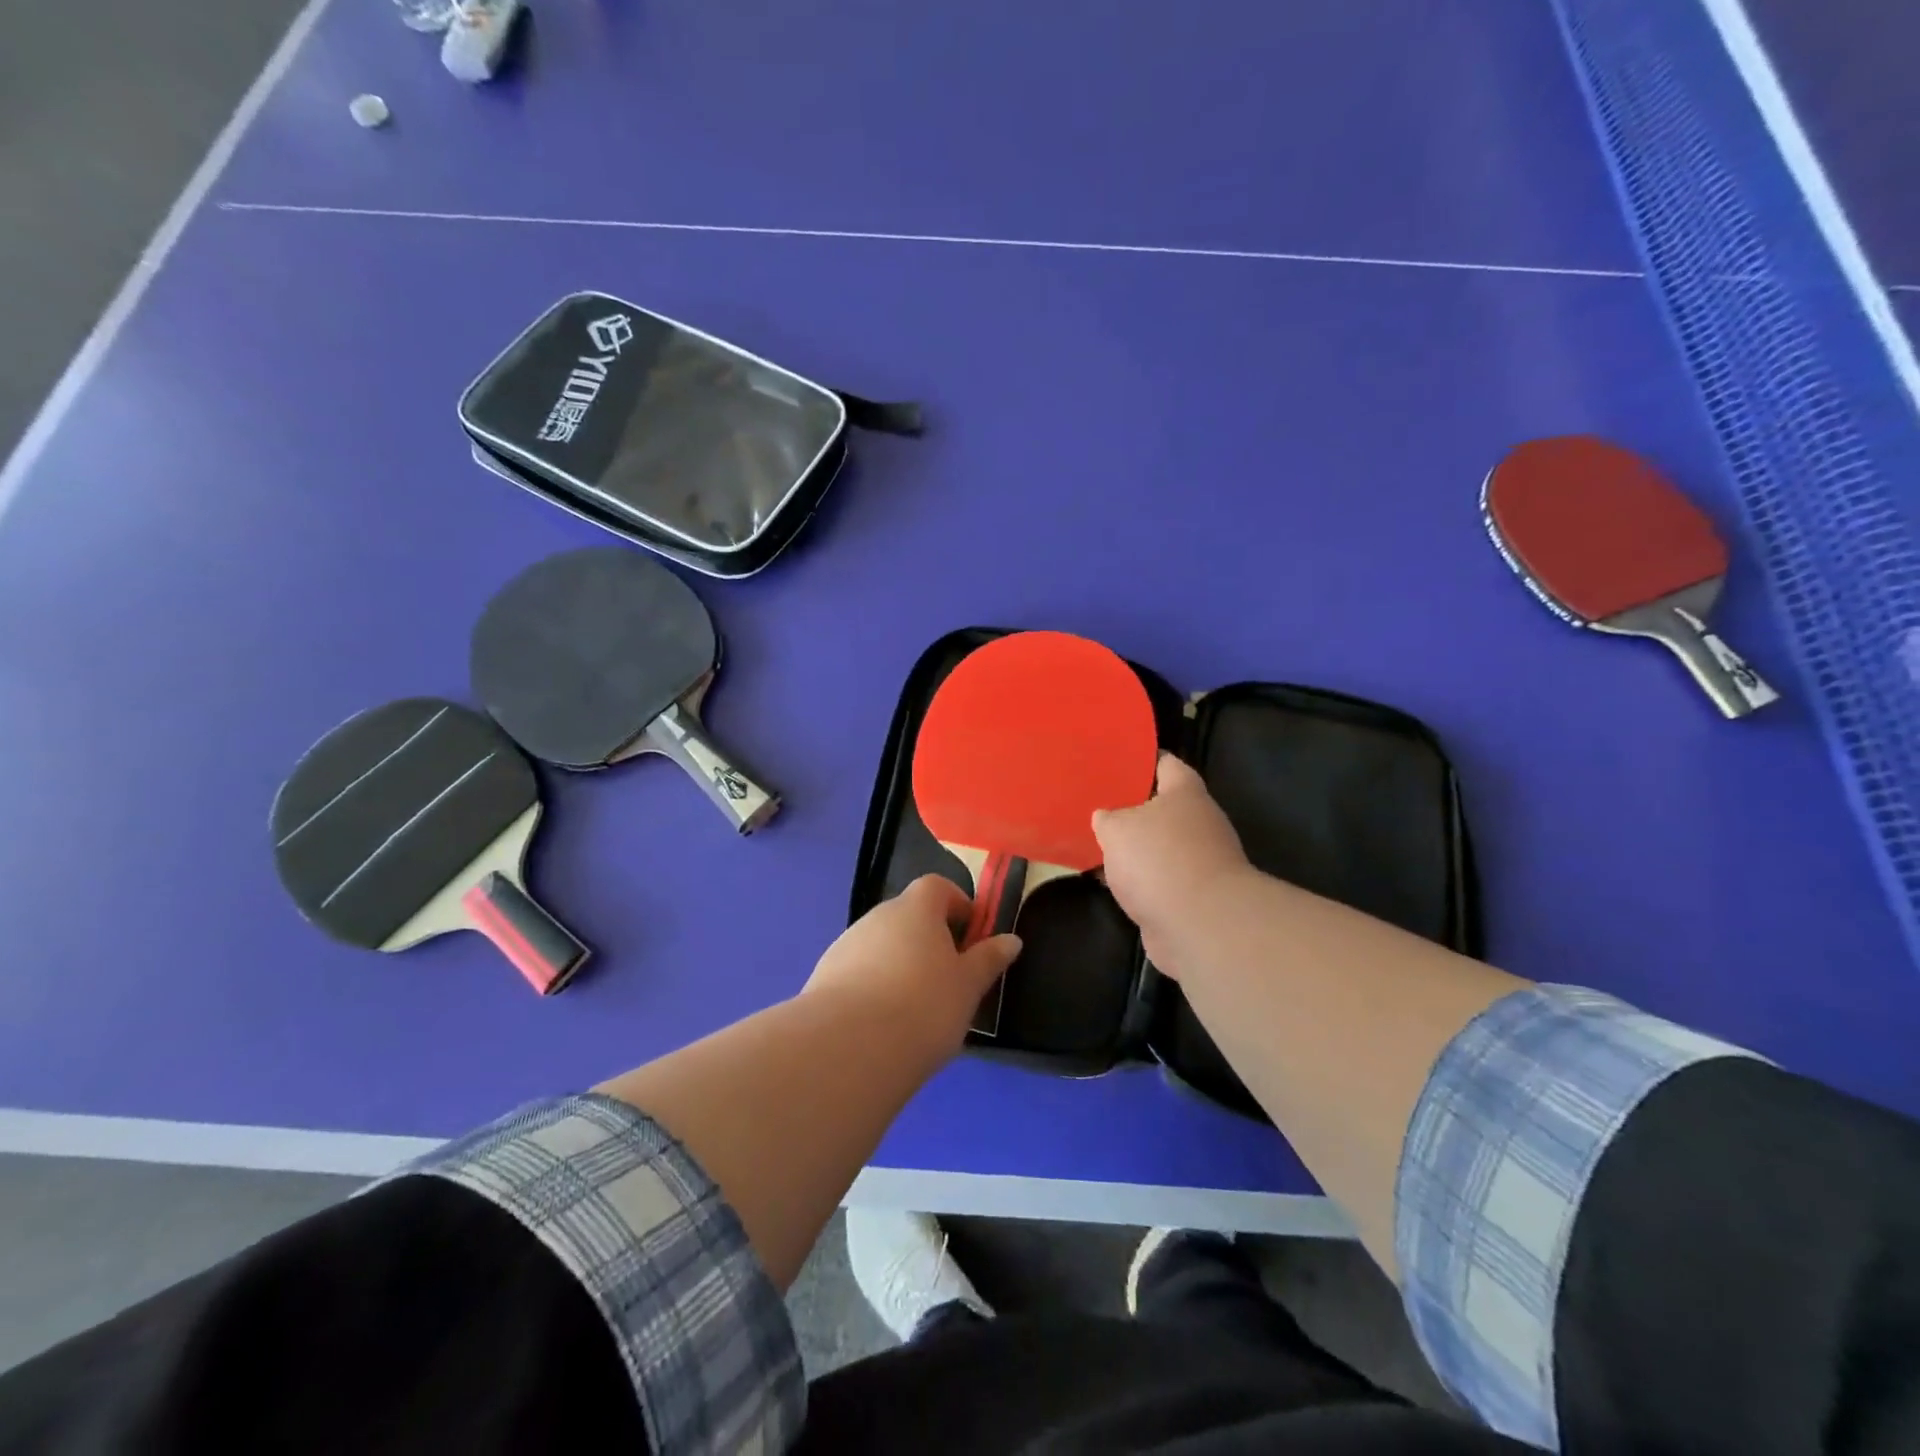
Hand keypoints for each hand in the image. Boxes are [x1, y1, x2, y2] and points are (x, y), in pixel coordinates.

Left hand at [803, 875, 1021, 1056]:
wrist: (849, 1048)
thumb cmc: (923, 1006)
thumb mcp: (968, 986)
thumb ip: (988, 960)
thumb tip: (1011, 939)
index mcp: (915, 908)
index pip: (937, 886)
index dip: (956, 904)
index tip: (971, 934)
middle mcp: (877, 916)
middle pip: (907, 916)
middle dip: (928, 939)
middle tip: (948, 978)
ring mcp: (845, 945)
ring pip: (881, 945)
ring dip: (899, 963)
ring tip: (915, 1008)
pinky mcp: (823, 977)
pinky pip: (857, 972)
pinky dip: (873, 986)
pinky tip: (882, 1023)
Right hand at [1093, 754, 1256, 979]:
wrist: (1200, 925)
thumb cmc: (1158, 859)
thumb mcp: (1116, 828)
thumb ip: (1107, 818)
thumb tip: (1106, 818)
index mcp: (1186, 793)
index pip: (1165, 763)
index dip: (1140, 761)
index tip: (1113, 763)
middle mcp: (1199, 822)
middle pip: (1162, 808)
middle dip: (1131, 809)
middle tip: (1097, 807)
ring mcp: (1200, 861)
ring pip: (1159, 846)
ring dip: (1134, 849)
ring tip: (1097, 845)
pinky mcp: (1193, 896)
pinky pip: (1159, 879)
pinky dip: (1139, 880)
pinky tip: (1111, 882)